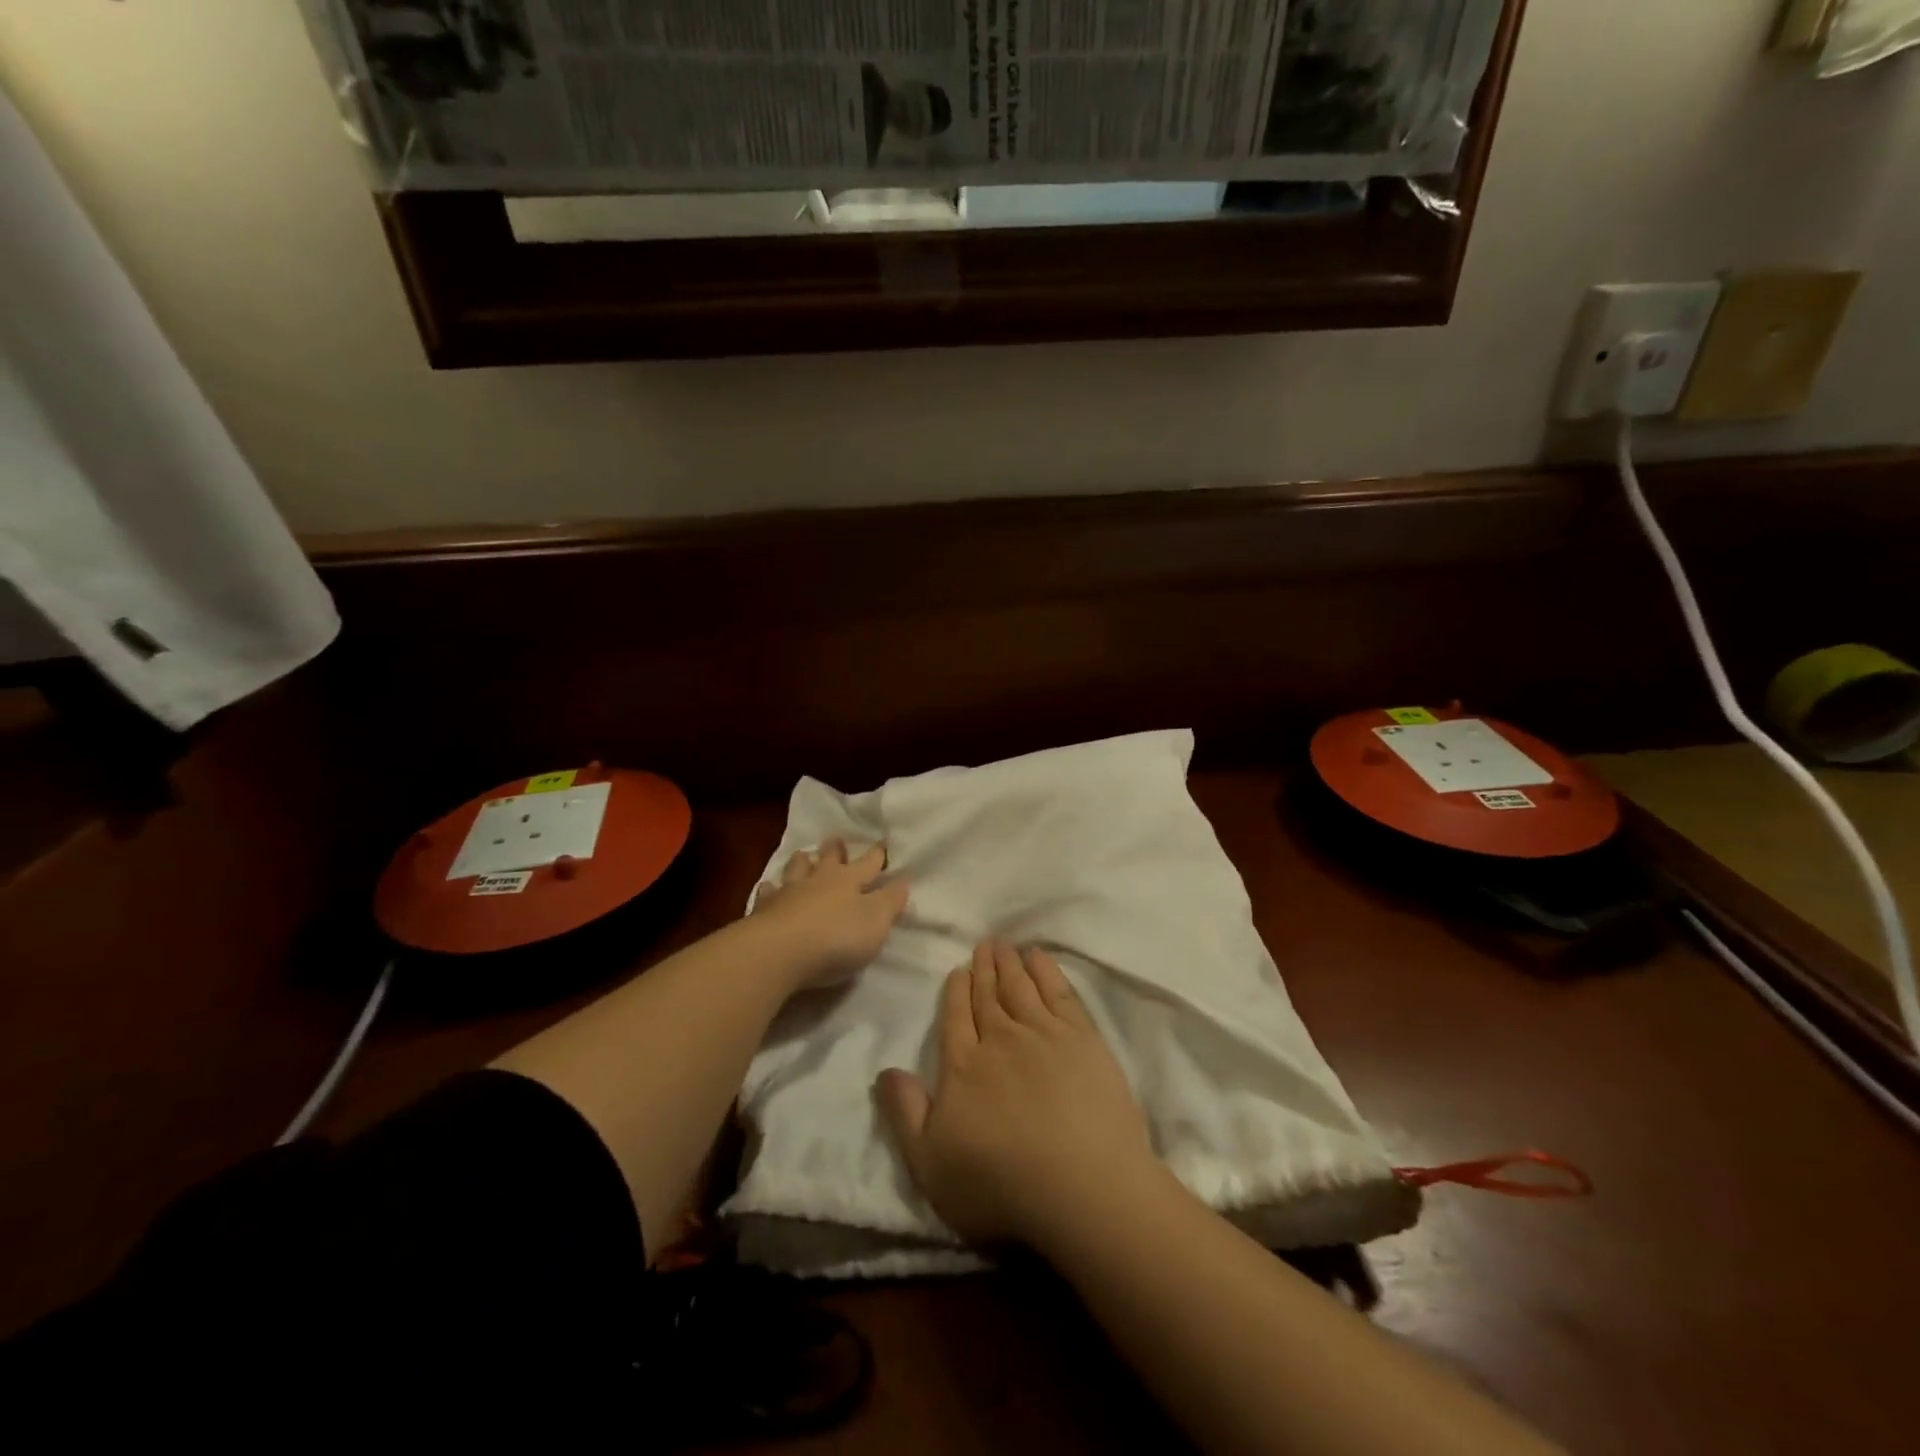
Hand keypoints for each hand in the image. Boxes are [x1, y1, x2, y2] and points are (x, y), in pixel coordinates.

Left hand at [749, 839, 909, 989]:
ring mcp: (789, 894)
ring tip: (803, 854)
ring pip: (796, 871)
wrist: (779, 951)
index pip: (868, 864)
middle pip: (829, 860)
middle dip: (835, 850)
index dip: (877, 855)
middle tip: (835, 839)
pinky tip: (767, 887)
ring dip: (802, 862)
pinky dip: (769, 890)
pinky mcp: (764, 912)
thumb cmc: (836, 936)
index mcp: (849, 881)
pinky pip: (767, 895)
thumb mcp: (875, 922)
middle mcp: (819, 881)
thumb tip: (903, 881)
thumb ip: (889, 902)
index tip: (883, 842)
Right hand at [875, 940, 1158, 1251]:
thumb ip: (905, 1113)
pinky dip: (1047, 971)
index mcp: (963, 1066)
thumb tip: (885, 1070)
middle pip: (988, 996)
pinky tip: (1041, 959)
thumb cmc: (1000, 1185)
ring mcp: (1044, 1033)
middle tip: (983, 944)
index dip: (956, 992)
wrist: (1082, 1185)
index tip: (958, 970)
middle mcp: (1000, 1038)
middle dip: (983, 969)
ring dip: (1010, 964)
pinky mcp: (1082, 1037)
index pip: (956, 1017)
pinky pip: (1059, 991)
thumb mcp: (931, 1163)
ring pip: (1020, 987)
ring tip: (1005, 945)